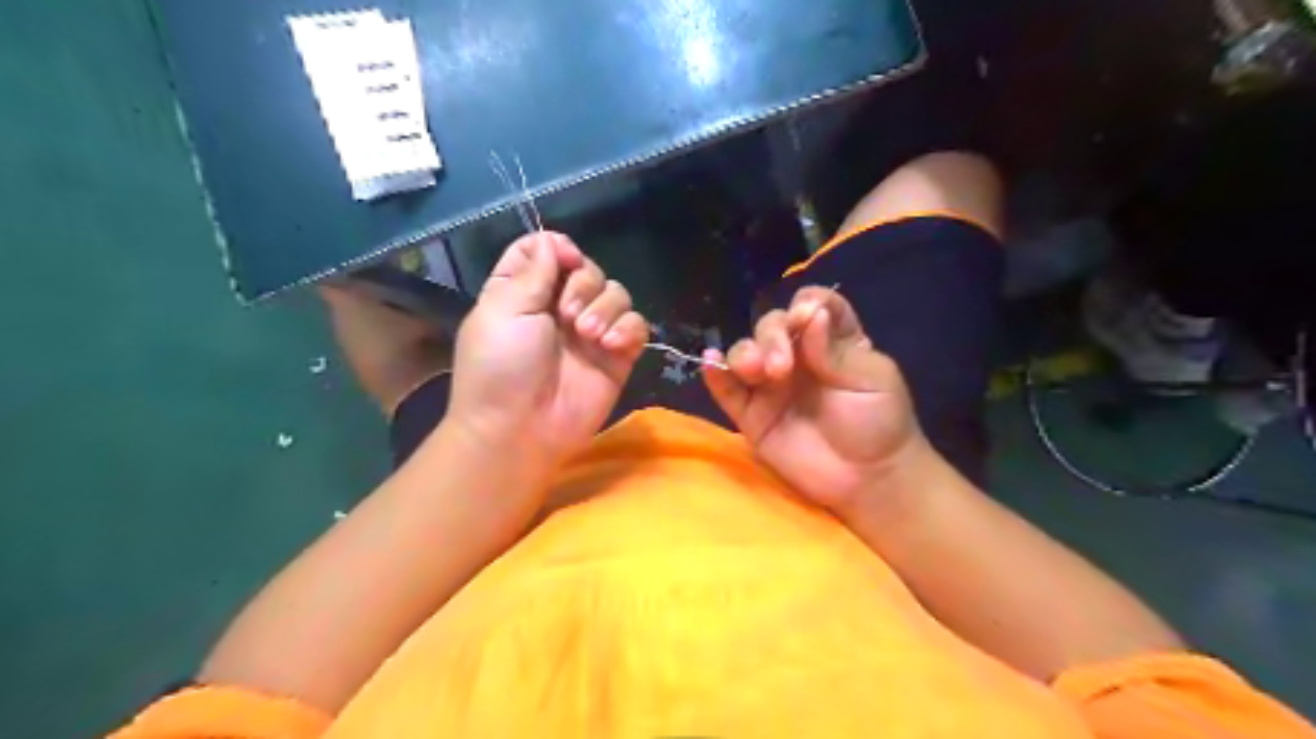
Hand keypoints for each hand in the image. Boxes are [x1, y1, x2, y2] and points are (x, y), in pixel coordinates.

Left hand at [451, 233, 648, 469]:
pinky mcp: (616, 356)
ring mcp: (590, 332)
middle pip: (587, 268)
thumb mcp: (504, 309)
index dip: (558, 247)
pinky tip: (610, 345)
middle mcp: (559, 307)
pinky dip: (628, 328)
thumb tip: (553, 240)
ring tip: (588, 335)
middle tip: (568, 315)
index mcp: (523, 291)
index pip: (546, 250)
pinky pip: (636, 325)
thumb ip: (533, 270)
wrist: (520, 428)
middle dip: (584, 283)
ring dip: (605, 307)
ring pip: (616, 293)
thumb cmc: (501, 366)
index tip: (563, 261)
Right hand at [710, 285, 922, 510]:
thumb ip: (836, 350)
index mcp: (833, 340)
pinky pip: (727, 389)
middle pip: (773, 325)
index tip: (806, 318)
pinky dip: (715, 374)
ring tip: (755, 370)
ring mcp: (771, 384)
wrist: (868, 480)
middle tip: (781, 367)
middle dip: (772, 336)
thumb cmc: (880, 423)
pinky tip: (710, 362)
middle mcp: (798, 354)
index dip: (808, 304)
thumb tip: (809, 314)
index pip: (815, 305)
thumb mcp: (872, 380)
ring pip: (746, 352)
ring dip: (745, 354)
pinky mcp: (751, 413)